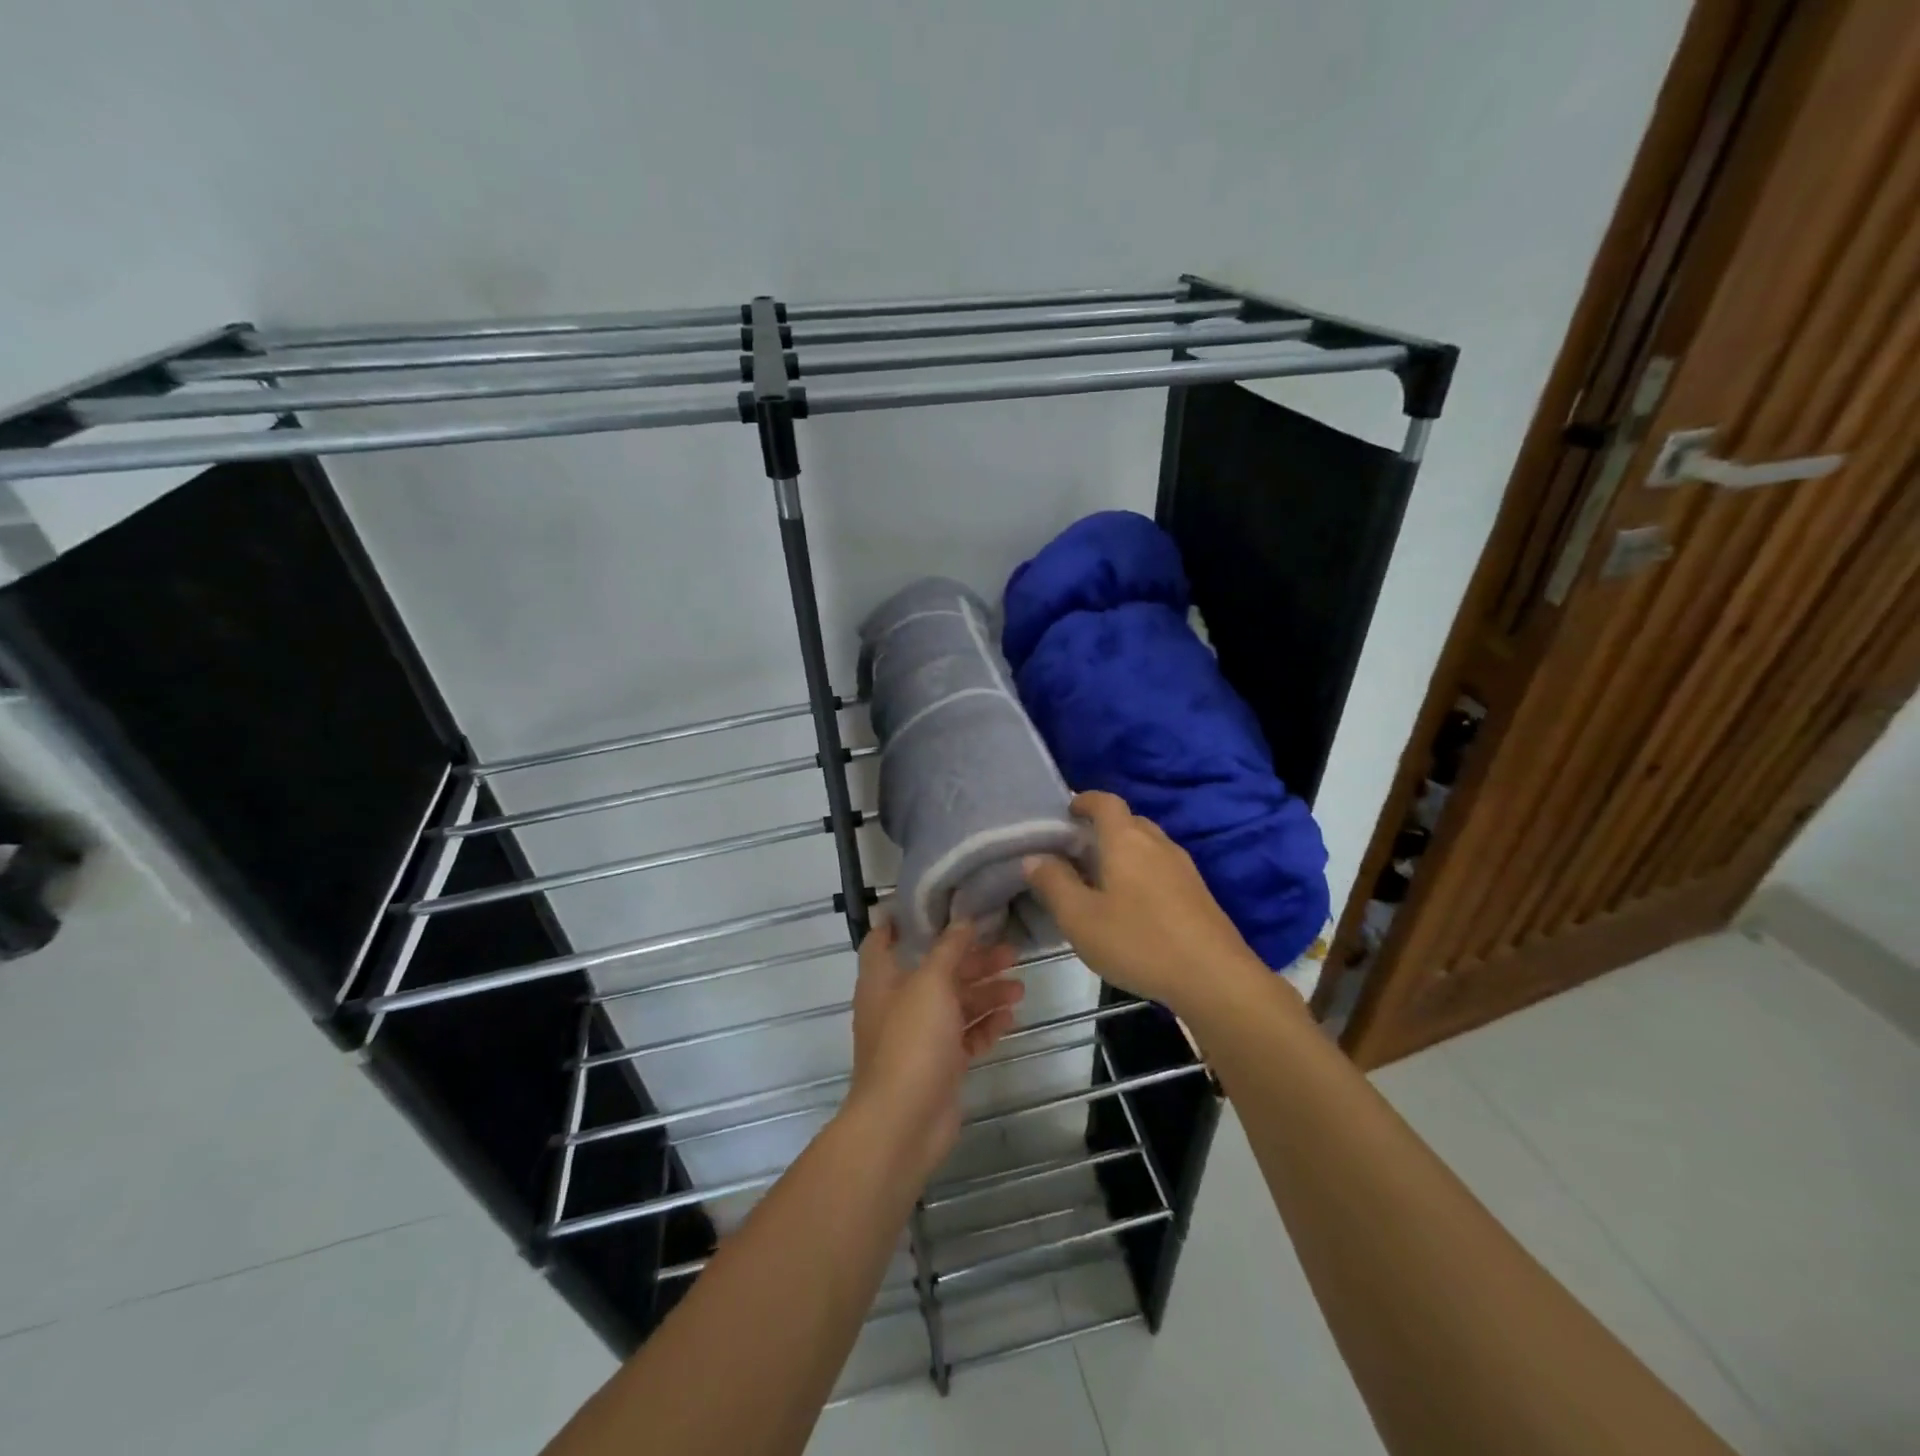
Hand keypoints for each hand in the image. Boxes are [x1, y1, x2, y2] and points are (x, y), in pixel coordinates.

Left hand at [845, 916, 1022, 1183]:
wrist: (903, 1123)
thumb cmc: (911, 1041)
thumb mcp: (931, 983)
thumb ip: (949, 949)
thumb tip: (963, 919)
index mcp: (882, 979)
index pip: (884, 939)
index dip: (906, 921)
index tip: (939, 905)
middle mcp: (898, 1004)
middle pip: (936, 971)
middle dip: (971, 960)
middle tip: (1010, 951)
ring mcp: (919, 1037)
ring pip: (955, 1005)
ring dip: (986, 993)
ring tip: (1019, 987)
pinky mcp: (940, 1065)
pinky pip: (965, 1037)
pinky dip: (985, 1025)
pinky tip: (1010, 1017)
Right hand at [1023, 790, 1267, 1017]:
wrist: (1214, 977)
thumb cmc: (1138, 941)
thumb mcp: (1080, 918)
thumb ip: (1053, 884)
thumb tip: (1035, 857)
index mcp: (1126, 840)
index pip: (1105, 802)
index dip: (1084, 800)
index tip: (1067, 812)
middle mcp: (1157, 843)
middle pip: (1128, 821)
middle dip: (1101, 828)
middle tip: (1076, 852)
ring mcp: (1183, 867)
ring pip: (1147, 845)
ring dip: (1123, 851)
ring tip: (1101, 880)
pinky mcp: (1198, 892)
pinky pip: (1162, 866)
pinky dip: (1142, 871)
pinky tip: (1133, 905)